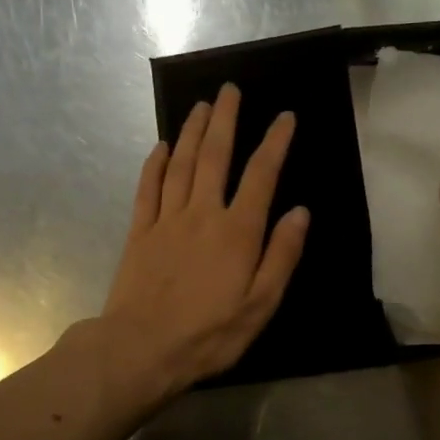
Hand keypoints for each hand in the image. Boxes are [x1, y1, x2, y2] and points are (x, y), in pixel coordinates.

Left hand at [98, 83, 308, 401]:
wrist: (141, 349)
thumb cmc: (209, 333)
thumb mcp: (261, 305)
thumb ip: (282, 255)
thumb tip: (300, 212)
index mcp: (237, 231)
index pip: (261, 175)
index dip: (274, 143)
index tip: (285, 117)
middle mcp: (202, 214)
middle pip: (214, 156)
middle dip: (224, 120)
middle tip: (228, 89)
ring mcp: (167, 220)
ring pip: (180, 164)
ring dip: (190, 132)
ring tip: (199, 106)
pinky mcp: (140, 233)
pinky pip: (148, 189)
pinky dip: (154, 164)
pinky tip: (159, 147)